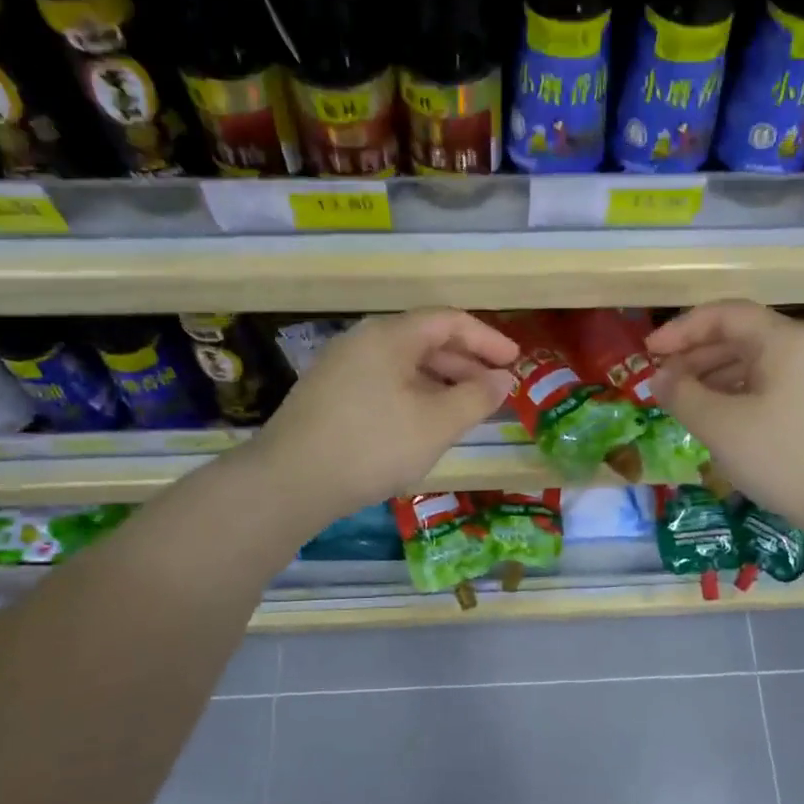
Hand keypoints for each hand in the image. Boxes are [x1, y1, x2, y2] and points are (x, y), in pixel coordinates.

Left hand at [253, 309, 516, 517]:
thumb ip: (477, 398)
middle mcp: (363, 341)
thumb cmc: (372, 445)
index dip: (487, 339)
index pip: (449, 321)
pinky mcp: (328, 396)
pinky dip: (414, 396)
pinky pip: (383, 383)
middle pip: (425, 340)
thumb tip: (502, 380)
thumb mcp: (436, 424)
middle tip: (495, 391)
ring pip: (404, 365)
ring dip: (441, 383)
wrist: (288, 483)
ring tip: (465, 411)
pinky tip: (423, 425)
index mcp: (390, 335)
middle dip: (466, 364)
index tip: (515, 362)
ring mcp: (341, 368)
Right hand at [648, 301, 803, 530]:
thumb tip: (660, 378)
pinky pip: (771, 387)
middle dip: (695, 356)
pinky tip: (722, 422)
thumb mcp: (722, 427)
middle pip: (740, 336)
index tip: (648, 353)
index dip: (681, 330)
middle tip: (662, 383)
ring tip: (685, 404)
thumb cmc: (787, 458)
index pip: (724, 315)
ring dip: (714, 378)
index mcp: (783, 340)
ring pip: (756, 364)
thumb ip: (683, 395)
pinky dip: (739, 396)